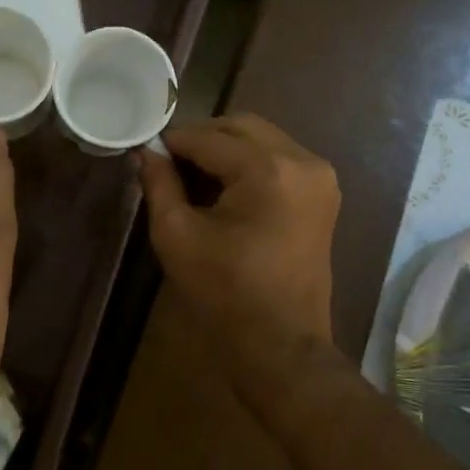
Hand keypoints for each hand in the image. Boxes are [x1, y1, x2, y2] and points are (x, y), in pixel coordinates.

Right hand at [138, 114, 340, 406]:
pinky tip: (223, 186)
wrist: (280, 343)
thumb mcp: (177, 236)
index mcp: (268, 170)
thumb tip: (147, 152)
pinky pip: (279, 158)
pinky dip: (249, 162)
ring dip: (226, 147)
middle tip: (168, 160)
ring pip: (262, 139)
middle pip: (242, 126)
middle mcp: (303, 161)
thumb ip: (160, 184)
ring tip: (192, 174)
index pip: (209, 138)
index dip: (173, 141)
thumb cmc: (223, 292)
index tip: (146, 150)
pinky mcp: (323, 194)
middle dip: (202, 137)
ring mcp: (320, 176)